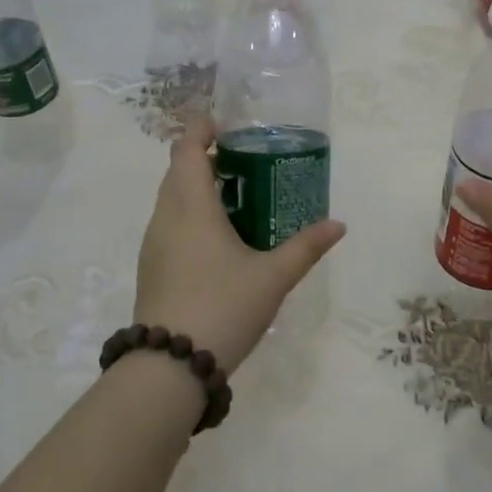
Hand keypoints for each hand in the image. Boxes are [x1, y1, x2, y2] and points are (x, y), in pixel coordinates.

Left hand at [133, 118, 345, 372]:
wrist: (169, 367)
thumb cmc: (223, 307)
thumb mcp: (273, 277)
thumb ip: (306, 247)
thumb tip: (338, 224)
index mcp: (191, 207)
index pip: (186, 149)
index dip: (202, 129)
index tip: (226, 125)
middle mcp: (166, 217)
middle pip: (178, 171)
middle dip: (206, 158)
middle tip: (245, 161)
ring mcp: (154, 244)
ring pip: (172, 199)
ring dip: (197, 188)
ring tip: (237, 197)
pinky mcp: (152, 268)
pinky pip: (170, 224)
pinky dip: (191, 215)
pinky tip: (220, 239)